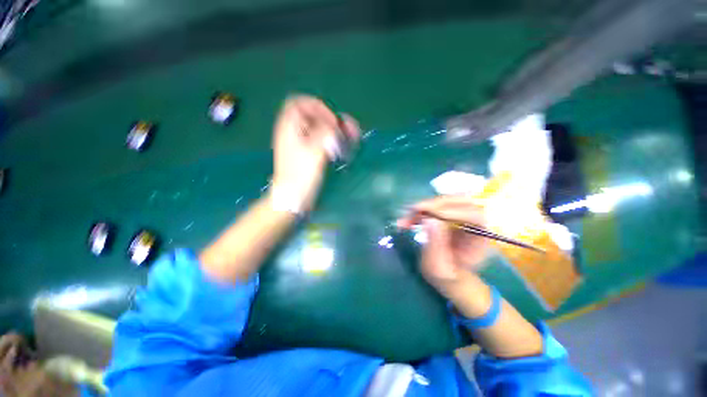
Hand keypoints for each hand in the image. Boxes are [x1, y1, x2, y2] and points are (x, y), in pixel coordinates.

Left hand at [271, 95, 359, 211]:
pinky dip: (335, 142)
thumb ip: (326, 133)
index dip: (318, 108)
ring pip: (322, 130)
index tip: (332, 122)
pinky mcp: (310, 155)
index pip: (301, 103)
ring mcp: (303, 144)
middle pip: (315, 117)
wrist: (293, 197)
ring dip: (338, 131)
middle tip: (351, 129)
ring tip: (354, 136)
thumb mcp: (314, 151)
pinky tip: (346, 147)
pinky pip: (323, 142)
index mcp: (290, 127)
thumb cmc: (301, 175)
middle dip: (334, 120)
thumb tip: (336, 125)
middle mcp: (295, 132)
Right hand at [397, 195, 488, 288]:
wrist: (450, 277)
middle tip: (412, 212)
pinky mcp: (450, 215)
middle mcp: (474, 224)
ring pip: (446, 201)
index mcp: (480, 238)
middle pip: (460, 201)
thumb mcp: (439, 268)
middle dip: (434, 205)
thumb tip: (429, 219)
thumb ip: (435, 245)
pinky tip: (408, 220)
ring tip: (406, 219)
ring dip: (424, 207)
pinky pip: (436, 206)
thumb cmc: (448, 277)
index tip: (427, 214)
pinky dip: (421, 211)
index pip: (474, 215)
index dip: (451, 211)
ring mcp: (462, 217)